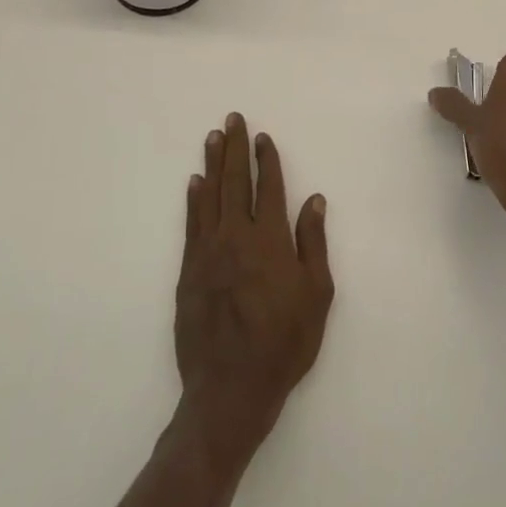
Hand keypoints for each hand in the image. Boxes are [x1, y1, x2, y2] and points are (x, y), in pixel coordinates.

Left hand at [174, 114, 333, 468]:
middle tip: (231, 119)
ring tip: (212, 138)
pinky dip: (193, 199)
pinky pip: (191, 223)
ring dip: (212, 164)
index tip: (261, 136)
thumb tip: (314, 199)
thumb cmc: (284, 342)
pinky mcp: (189, 270)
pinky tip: (194, 182)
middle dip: (234, 148)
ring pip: (210, 196)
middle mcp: (236, 236)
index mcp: (270, 240)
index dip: (266, 159)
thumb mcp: (317, 295)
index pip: (268, 187)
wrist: (231, 387)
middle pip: (235, 181)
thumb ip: (313, 243)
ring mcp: (208, 251)